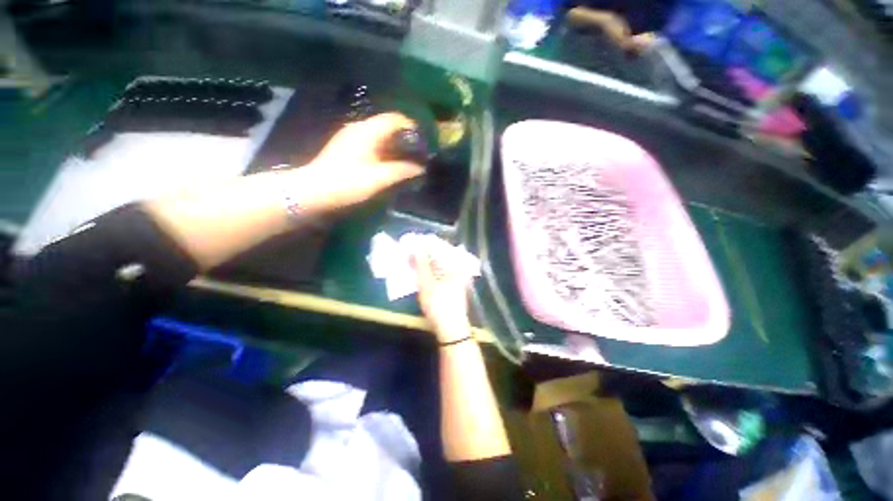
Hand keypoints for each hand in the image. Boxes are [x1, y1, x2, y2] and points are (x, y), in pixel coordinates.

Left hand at [296, 113, 424, 209]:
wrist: (314, 192)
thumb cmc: (348, 184)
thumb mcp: (380, 179)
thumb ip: (403, 171)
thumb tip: (421, 168)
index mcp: (368, 131)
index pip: (396, 119)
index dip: (413, 129)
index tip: (424, 145)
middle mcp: (359, 128)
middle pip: (389, 127)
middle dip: (406, 140)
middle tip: (417, 156)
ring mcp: (351, 138)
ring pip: (380, 136)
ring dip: (396, 147)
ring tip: (406, 163)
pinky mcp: (347, 149)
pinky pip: (372, 144)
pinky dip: (385, 152)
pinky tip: (389, 166)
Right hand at [409, 236, 472, 341]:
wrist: (451, 329)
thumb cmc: (439, 304)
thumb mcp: (426, 283)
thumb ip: (420, 264)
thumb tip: (414, 247)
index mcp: (455, 265)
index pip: (439, 247)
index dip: (424, 244)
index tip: (410, 242)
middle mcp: (457, 268)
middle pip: (439, 255)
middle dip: (423, 253)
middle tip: (408, 252)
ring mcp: (456, 277)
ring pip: (438, 264)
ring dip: (425, 262)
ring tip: (411, 260)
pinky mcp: (452, 286)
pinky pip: (439, 273)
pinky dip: (429, 271)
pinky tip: (420, 272)